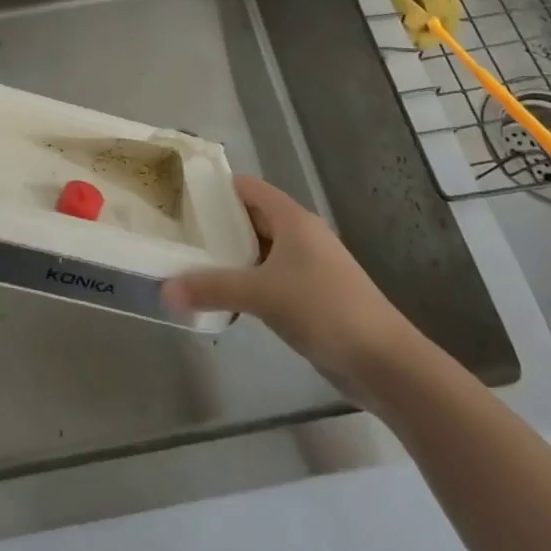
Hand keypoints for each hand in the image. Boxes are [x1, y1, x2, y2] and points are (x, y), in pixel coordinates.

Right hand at [163, 175, 423, 402]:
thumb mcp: (262, 295)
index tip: (181, 199)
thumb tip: (165, 289)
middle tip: (179, 235)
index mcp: (292, 219)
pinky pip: (271, 277)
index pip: (247, 188)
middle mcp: (301, 235)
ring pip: (261, 250)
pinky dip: (248, 282)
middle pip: (251, 218)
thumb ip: (212, 288)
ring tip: (192, 264)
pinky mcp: (312, 295)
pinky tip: (225, 297)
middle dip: (218, 226)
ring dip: (232, 257)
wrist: (384, 362)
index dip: (215, 189)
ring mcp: (309, 266)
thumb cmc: (324, 309)